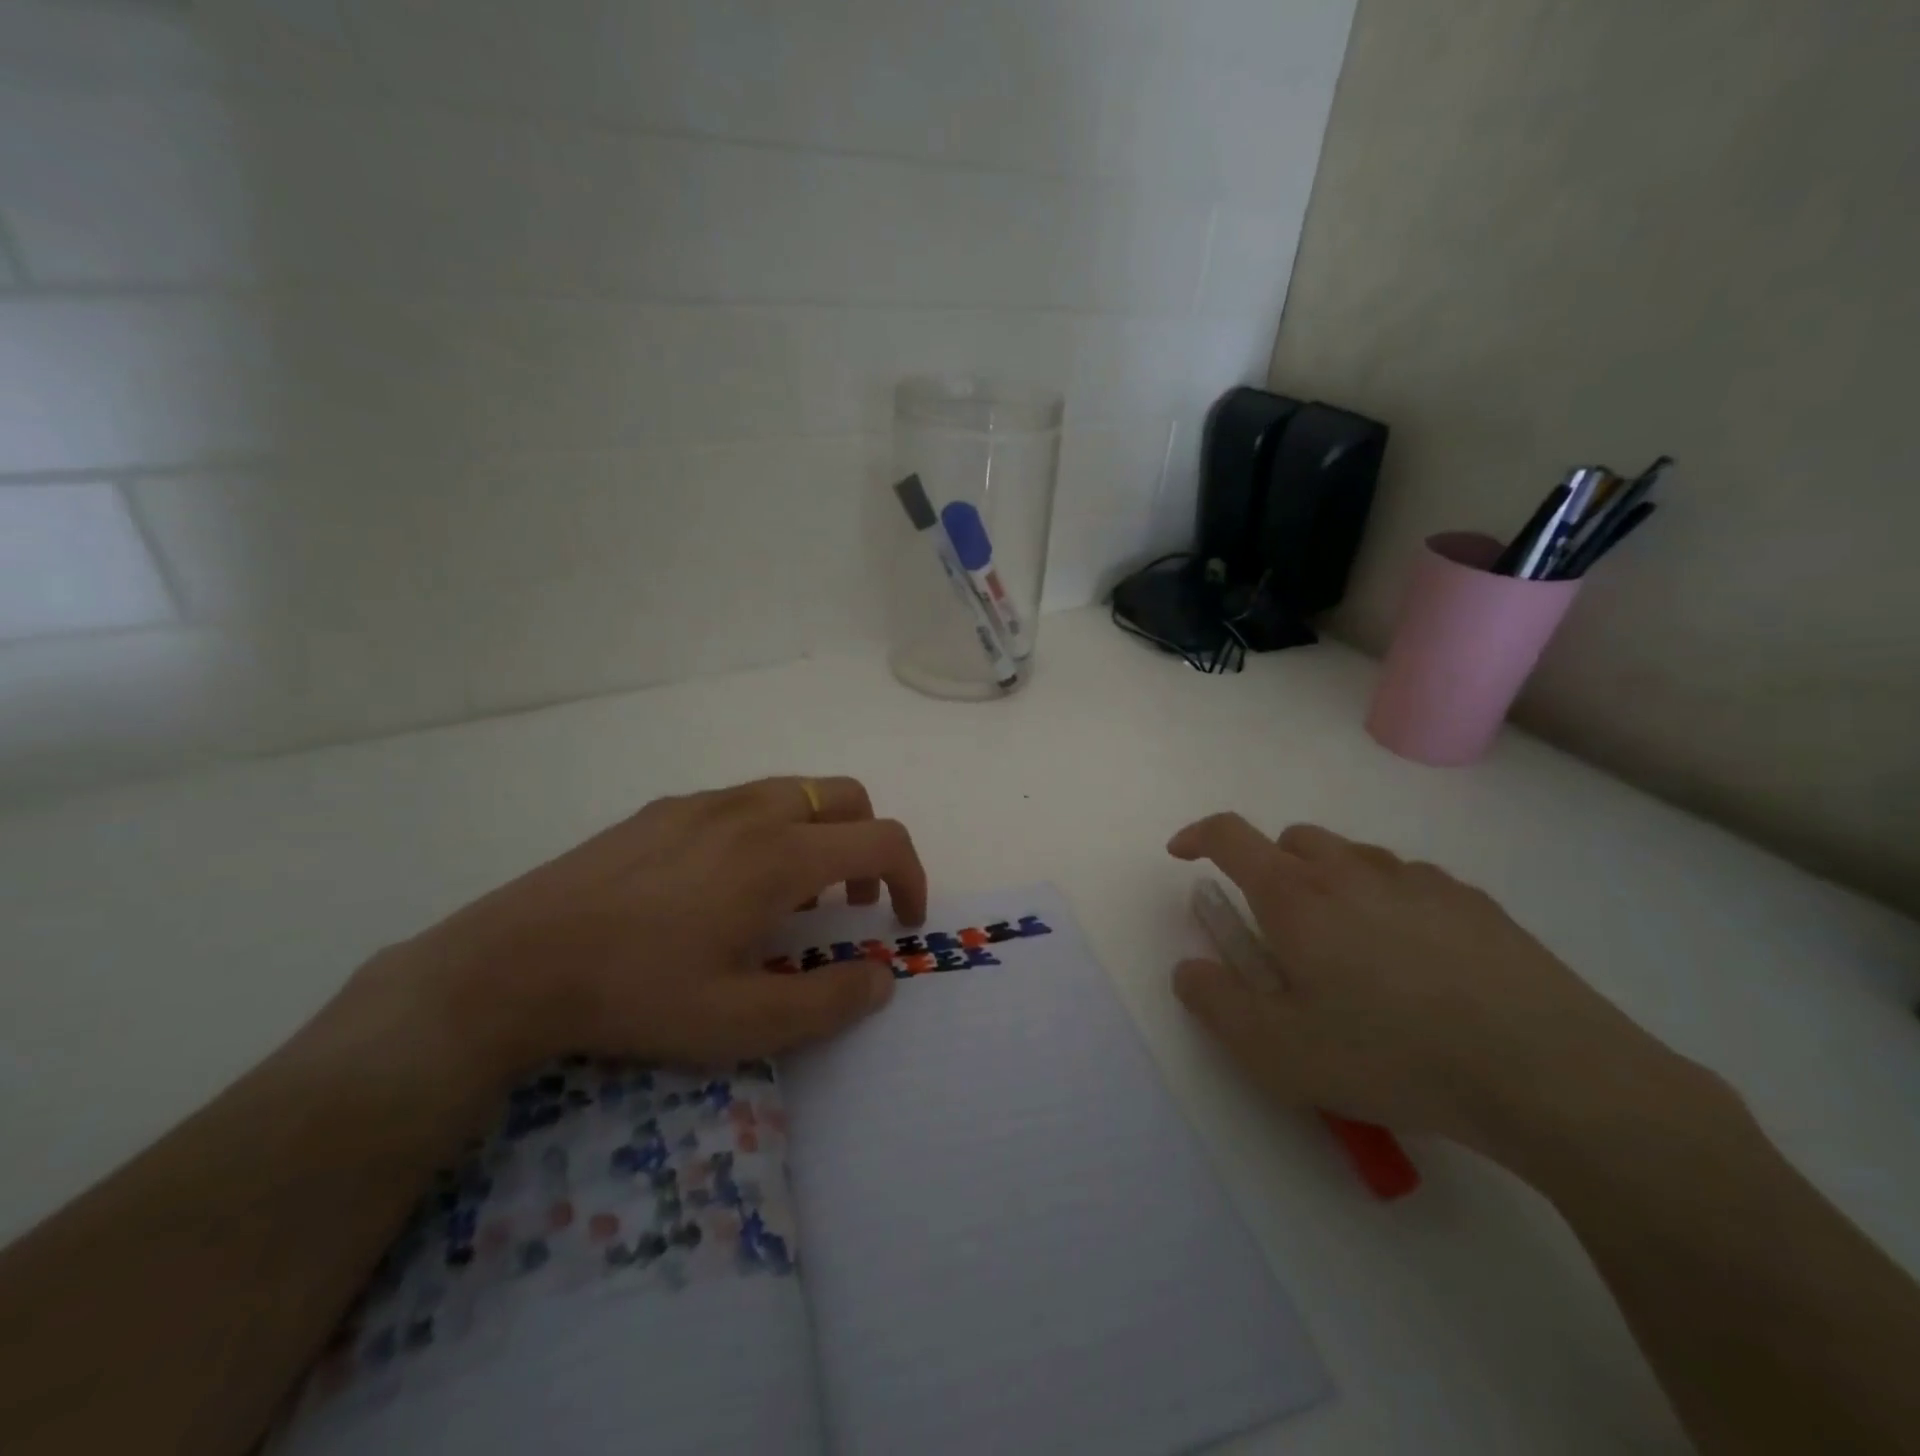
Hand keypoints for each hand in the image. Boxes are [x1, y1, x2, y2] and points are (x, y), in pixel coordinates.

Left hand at [366, 776, 926, 1078]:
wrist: (514, 964)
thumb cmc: (637, 994)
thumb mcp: (741, 1023)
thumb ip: (828, 1001)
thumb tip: (882, 977)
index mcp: (779, 857)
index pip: (882, 841)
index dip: (911, 877)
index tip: (903, 920)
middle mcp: (751, 812)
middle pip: (846, 797)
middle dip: (869, 844)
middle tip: (849, 904)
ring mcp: (703, 803)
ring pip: (795, 792)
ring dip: (819, 834)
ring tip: (788, 897)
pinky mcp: (663, 809)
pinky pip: (743, 802)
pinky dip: (769, 830)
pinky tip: (722, 887)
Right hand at [1167, 814, 1682, 1163]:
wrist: (1547, 1073)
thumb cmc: (1391, 1055)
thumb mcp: (1278, 1052)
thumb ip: (1216, 1003)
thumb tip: (1189, 969)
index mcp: (1295, 896)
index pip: (1230, 836)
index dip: (1198, 836)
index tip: (1183, 854)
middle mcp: (1351, 869)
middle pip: (1292, 839)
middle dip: (1268, 866)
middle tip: (1276, 927)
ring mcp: (1416, 879)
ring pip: (1351, 857)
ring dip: (1328, 883)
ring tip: (1347, 949)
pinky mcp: (1473, 901)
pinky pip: (1407, 881)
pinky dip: (1386, 900)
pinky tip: (1415, 963)